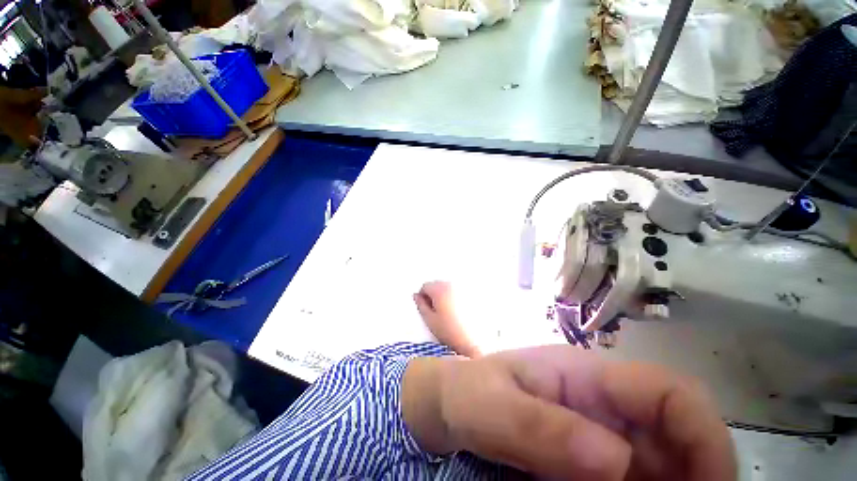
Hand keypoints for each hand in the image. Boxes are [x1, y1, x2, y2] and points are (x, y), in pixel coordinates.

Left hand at [403, 345, 735, 480]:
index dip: (705, 435)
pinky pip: (630, 478)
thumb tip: (618, 461)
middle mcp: (600, 401)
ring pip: (660, 463)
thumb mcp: (492, 404)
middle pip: (675, 434)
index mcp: (583, 375)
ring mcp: (594, 429)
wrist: (444, 404)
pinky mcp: (582, 454)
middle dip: (696, 477)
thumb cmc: (465, 393)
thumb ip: (540, 426)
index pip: (667, 391)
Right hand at [413, 281, 481, 357]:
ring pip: (448, 287)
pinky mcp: (472, 293)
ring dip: (444, 295)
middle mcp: (452, 284)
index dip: (422, 297)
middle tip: (436, 312)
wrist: (475, 341)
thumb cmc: (450, 331)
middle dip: (433, 295)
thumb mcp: (430, 320)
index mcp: (440, 289)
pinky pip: (458, 291)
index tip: (426, 309)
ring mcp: (463, 288)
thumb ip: (420, 305)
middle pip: (437, 284)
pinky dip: (455, 297)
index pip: (425, 286)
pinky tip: (459, 311)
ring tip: (448, 313)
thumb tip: (416, 296)